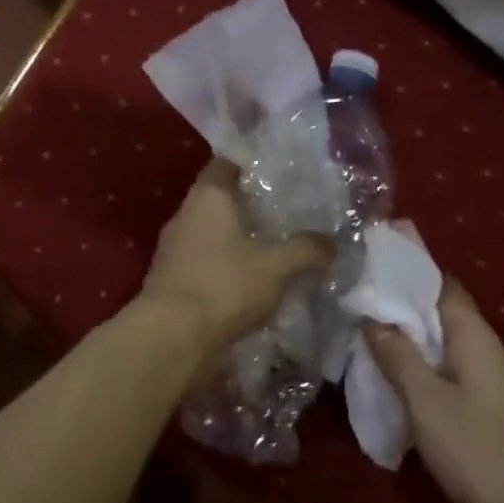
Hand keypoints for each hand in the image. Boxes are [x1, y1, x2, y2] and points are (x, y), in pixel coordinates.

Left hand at [139, 160, 331, 366]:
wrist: (171, 338)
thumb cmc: (224, 286)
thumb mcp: (276, 267)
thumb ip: (306, 250)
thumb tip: (332, 242)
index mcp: (207, 197)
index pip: (225, 164)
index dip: (249, 164)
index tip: (276, 171)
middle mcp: (185, 215)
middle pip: (218, 199)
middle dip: (248, 205)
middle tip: (283, 211)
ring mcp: (173, 248)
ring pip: (211, 233)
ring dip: (236, 239)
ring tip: (271, 247)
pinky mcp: (171, 279)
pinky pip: (203, 262)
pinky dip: (224, 266)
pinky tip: (249, 281)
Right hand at [366, 280, 503, 502]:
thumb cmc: (475, 449)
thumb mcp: (425, 400)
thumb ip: (398, 356)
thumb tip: (374, 320)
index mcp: (476, 337)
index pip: (443, 286)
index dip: (409, 275)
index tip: (372, 270)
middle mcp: (489, 350)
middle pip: (443, 315)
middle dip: (403, 309)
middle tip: (359, 306)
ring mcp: (494, 381)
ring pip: (446, 346)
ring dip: (413, 342)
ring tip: (370, 340)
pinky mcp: (491, 408)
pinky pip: (452, 372)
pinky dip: (425, 368)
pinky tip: (399, 381)